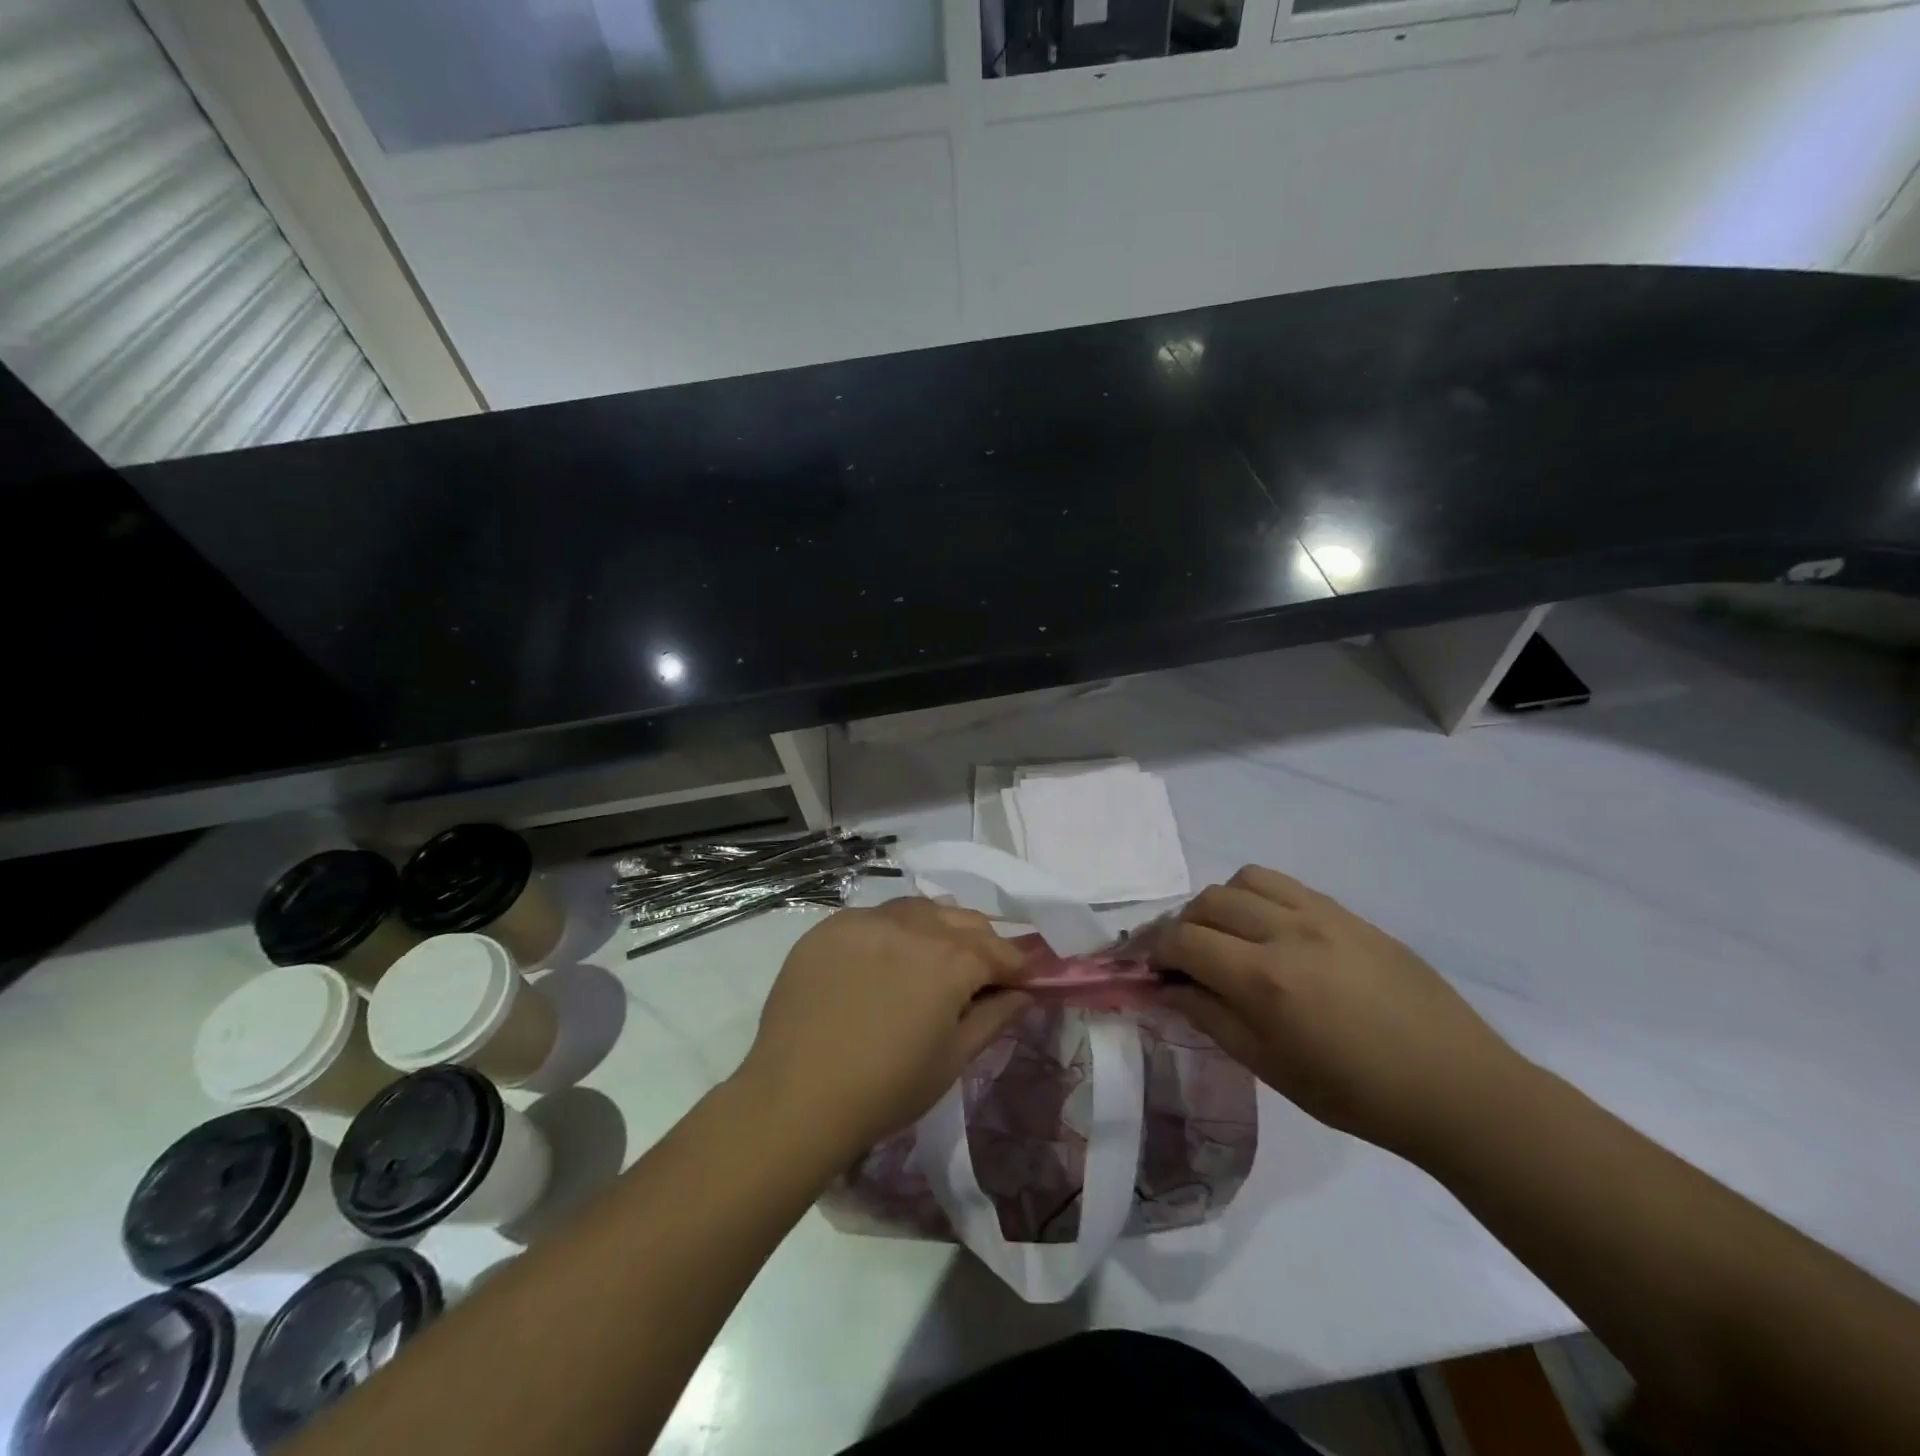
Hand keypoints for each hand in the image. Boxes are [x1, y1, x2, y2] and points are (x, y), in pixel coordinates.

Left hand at [735, 898, 1031, 1158]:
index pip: (999, 950)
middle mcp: (913, 926)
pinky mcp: (831, 926)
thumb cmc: (887, 1088)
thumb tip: (1023, 993)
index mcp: (950, 959)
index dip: (1016, 966)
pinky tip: (885, 959)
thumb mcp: (953, 1059)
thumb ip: (994, 1017)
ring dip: (938, 927)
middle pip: (962, 920)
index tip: (1021, 981)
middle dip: (981, 941)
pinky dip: (894, 930)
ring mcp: (867, 920)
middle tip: (980, 973)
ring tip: (934, 958)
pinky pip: (876, 916)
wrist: (797, 1096)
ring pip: (919, 909)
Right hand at [1154, 866, 1524, 1155]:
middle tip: (1186, 959)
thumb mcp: (1272, 1068)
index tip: (1151, 969)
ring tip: (1229, 936)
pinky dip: (1261, 898)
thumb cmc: (1357, 1095)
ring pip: (1245, 879)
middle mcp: (1288, 933)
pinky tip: (1272, 932)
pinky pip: (1287, 885)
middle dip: (1183, 926)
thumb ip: (1210, 1018)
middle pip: (1208, 902)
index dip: (1156, 952)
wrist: (1456, 1088)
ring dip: (1222, 903)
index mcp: (1265, 980)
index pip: (1185, 941)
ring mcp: (1323, 916)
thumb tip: (1165, 987)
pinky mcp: (1349, 914)